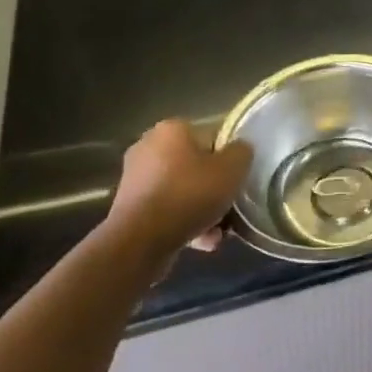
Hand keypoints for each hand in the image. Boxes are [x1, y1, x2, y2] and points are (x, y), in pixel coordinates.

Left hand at [107, 120, 250, 254]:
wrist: (141, 240)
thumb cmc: (189, 194)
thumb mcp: (232, 168)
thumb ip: (242, 152)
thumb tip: (239, 150)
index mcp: (172, 129)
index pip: (211, 136)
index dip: (228, 158)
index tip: (237, 180)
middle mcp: (148, 147)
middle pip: (195, 165)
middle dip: (213, 188)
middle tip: (229, 206)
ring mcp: (135, 178)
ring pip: (182, 191)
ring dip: (201, 209)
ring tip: (218, 232)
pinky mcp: (129, 208)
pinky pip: (166, 210)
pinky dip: (183, 223)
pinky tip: (201, 242)